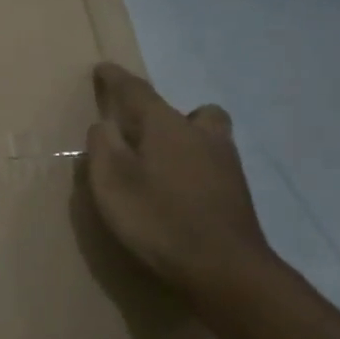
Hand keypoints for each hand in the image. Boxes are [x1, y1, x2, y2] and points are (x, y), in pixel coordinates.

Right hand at [85, 63, 271, 298]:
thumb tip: (104, 125)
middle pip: (191, 111)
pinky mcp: (236, 194)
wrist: (225, 270)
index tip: (103, 69)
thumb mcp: (112, 183)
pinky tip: (180, 195)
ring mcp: (226, 165)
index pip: (137, 91)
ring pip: (207, 137)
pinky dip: (195, 170)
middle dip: (168, 115)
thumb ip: (103, 147)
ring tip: (160, 168)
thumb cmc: (159, 219)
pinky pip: (212, 166)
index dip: (116, 80)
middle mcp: (202, 136)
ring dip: (186, 142)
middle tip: (144, 135)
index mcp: (167, 126)